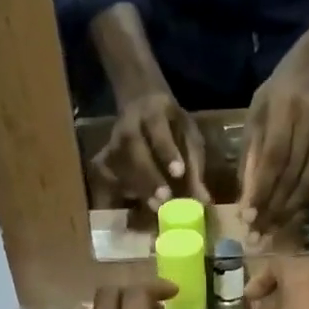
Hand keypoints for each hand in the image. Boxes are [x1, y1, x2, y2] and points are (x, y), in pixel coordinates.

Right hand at [93, 92, 209, 211]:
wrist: (139, 101)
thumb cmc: (170, 124)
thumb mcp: (187, 134)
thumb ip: (194, 165)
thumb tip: (204, 201)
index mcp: (154, 111)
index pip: (158, 129)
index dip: (167, 151)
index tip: (178, 173)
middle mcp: (129, 124)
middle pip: (133, 148)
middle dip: (148, 176)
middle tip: (163, 200)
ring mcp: (113, 140)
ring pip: (119, 164)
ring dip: (136, 188)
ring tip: (153, 208)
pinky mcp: (105, 157)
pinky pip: (109, 175)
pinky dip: (120, 191)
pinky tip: (134, 205)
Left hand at [240, 60, 308, 233]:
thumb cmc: (275, 97)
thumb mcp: (254, 119)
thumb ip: (250, 159)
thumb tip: (245, 204)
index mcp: (286, 109)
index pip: (274, 158)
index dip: (262, 191)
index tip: (248, 218)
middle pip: (294, 176)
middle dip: (274, 210)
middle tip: (258, 234)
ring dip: (292, 213)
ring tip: (274, 231)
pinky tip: (295, 218)